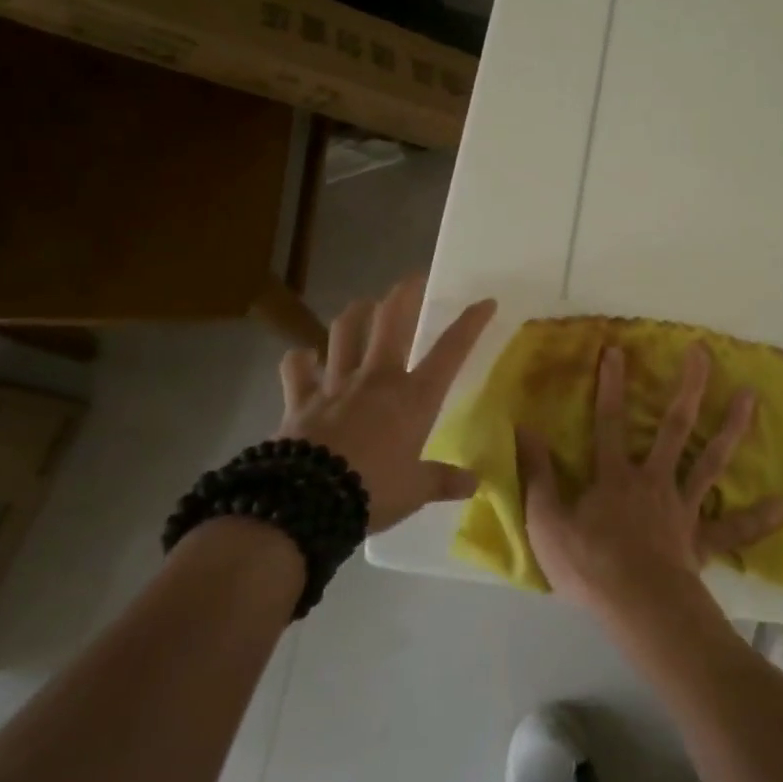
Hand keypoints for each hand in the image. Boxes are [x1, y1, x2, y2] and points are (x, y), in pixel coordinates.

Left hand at [277, 275, 495, 532]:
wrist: (308, 502)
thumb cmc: (373, 491)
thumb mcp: (415, 490)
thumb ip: (443, 481)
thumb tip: (474, 484)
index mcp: (414, 397)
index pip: (451, 350)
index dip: (470, 323)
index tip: (485, 302)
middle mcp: (378, 378)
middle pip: (392, 321)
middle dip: (404, 294)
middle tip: (413, 279)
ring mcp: (337, 384)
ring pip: (345, 332)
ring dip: (356, 313)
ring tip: (363, 305)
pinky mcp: (301, 399)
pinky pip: (296, 369)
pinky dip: (299, 360)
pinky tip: (304, 356)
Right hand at [517, 342, 782, 621]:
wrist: (636, 607)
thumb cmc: (589, 566)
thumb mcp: (546, 521)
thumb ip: (536, 474)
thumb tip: (524, 429)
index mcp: (616, 476)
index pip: (609, 421)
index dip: (610, 385)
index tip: (617, 349)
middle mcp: (654, 480)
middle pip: (674, 426)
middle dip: (689, 387)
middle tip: (704, 352)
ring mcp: (682, 508)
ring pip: (710, 461)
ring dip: (732, 428)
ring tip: (752, 396)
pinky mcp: (700, 539)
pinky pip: (732, 529)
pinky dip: (758, 519)